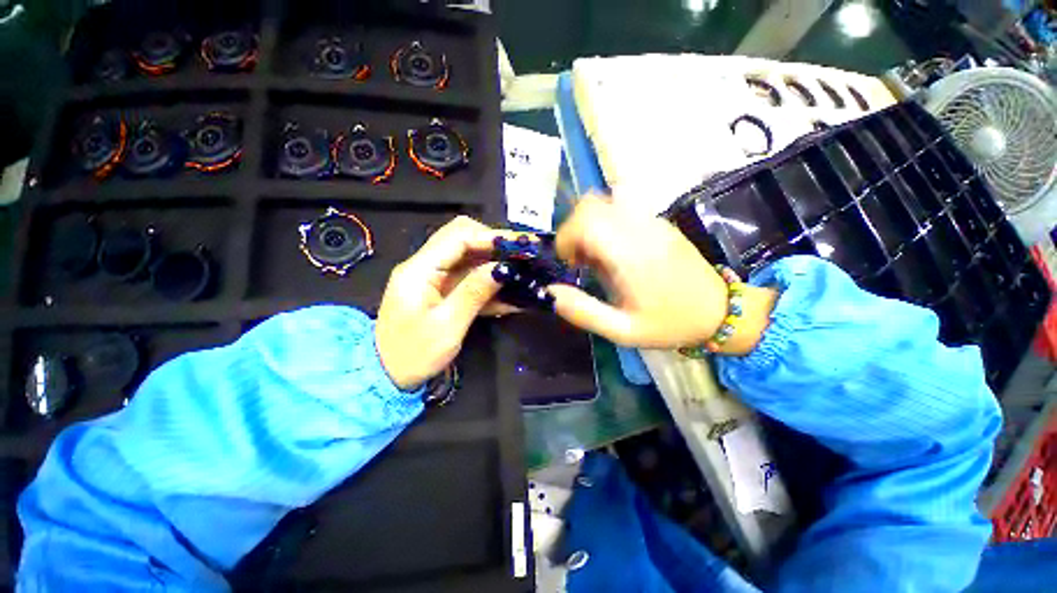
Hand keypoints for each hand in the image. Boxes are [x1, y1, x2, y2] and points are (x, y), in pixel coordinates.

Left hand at [376, 216, 515, 389]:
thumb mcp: (448, 326)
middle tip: (520, 256)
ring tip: (521, 271)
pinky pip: (468, 277)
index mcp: (419, 270)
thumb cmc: (414, 355)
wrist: (387, 376)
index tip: (518, 245)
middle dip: (494, 244)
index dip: (490, 236)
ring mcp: (432, 277)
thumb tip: (503, 268)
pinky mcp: (440, 289)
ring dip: (494, 262)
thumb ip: (475, 292)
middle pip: (461, 238)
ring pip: (467, 257)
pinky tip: (509, 293)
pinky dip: (488, 282)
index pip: (457, 236)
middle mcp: (424, 265)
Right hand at [547, 196, 776, 353]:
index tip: (569, 262)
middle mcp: (642, 230)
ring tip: (597, 253)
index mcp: (632, 256)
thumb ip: (583, 312)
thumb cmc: (670, 324)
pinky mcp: (659, 222)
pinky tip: (616, 249)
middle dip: (574, 229)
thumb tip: (550, 292)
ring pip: (606, 199)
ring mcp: (653, 221)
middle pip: (592, 204)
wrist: (721, 312)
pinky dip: (607, 221)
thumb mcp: (622, 331)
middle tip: (581, 259)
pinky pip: (623, 206)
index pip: (586, 221)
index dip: (566, 237)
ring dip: (591, 223)